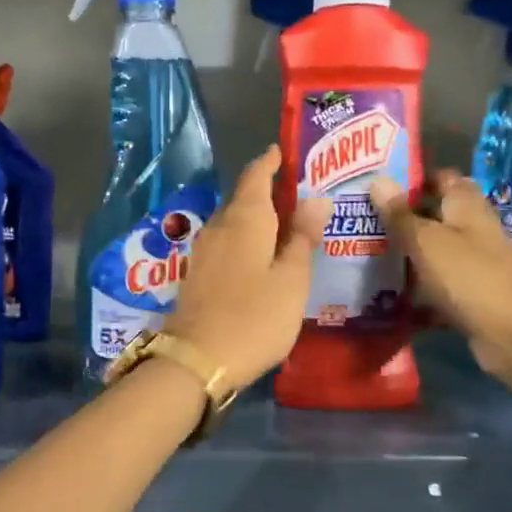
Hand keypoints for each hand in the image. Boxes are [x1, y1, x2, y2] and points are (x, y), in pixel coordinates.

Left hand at [165, 147, 331, 389]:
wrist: (197, 359)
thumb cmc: (254, 317)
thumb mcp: (291, 279)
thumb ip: (302, 238)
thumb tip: (315, 198)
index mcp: (245, 219)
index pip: (256, 176)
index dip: (270, 162)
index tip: (282, 152)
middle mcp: (219, 227)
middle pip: (242, 198)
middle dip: (266, 191)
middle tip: (297, 192)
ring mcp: (203, 252)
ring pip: (232, 222)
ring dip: (255, 218)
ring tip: (283, 223)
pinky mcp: (196, 275)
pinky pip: (225, 244)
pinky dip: (244, 240)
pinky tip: (259, 255)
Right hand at [368, 171, 511, 381]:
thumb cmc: (471, 277)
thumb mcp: (427, 242)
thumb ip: (400, 214)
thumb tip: (376, 179)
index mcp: (467, 207)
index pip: (442, 179)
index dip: (413, 179)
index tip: (377, 186)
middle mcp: (474, 231)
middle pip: (436, 217)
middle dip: (402, 219)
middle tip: (360, 223)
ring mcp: (474, 266)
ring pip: (434, 253)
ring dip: (406, 256)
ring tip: (364, 256)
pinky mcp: (471, 297)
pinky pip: (437, 286)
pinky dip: (417, 290)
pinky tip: (387, 296)